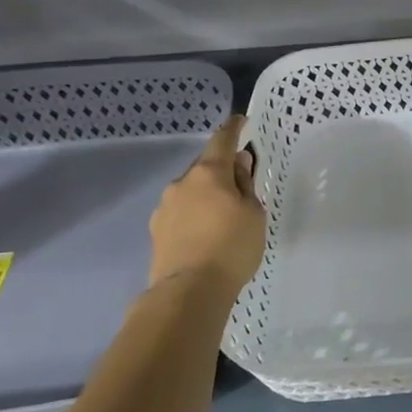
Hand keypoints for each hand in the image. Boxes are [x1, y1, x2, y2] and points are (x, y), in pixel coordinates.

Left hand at [148, 116, 265, 296]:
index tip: (240, 120)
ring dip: (207, 196)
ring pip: (191, 192)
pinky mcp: (157, 231)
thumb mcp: (253, 213)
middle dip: (222, 172)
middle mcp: (181, 184)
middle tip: (242, 186)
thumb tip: (238, 164)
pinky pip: (182, 213)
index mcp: (208, 174)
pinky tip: (207, 234)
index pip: (221, 141)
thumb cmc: (232, 246)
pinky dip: (196, 216)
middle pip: (205, 168)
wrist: (189, 290)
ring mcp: (164, 208)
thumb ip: (246, 185)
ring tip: (225, 217)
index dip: (232, 129)